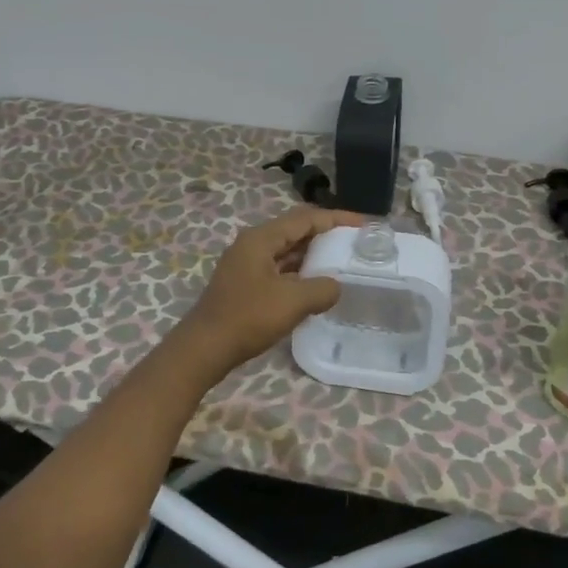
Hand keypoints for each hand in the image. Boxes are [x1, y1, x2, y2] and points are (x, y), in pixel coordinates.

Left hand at [172, 206, 366, 381]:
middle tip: (354, 242)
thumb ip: (321, 289)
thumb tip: (335, 286)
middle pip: (295, 230)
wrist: (204, 348)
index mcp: (261, 238)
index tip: (362, 224)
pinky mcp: (245, 284)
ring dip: (312, 254)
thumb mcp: (292, 302)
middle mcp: (253, 244)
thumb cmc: (247, 318)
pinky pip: (279, 268)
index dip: (336, 219)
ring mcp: (247, 264)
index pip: (305, 218)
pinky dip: (299, 272)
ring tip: (341, 261)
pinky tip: (315, 285)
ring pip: (286, 251)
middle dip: (325, 234)